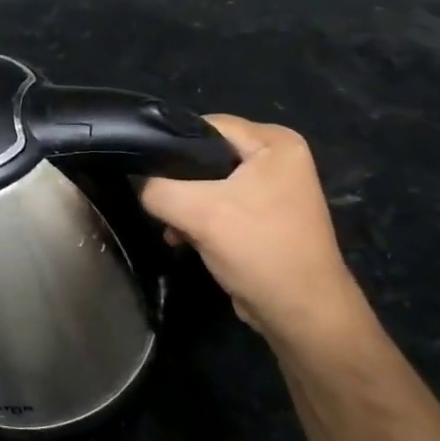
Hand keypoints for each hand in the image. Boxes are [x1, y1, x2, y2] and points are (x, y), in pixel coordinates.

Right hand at [140, 115, 370, 346]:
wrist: (301, 314)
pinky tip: (184, 239)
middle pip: (206, 155)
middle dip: (178, 182)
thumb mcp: (197, 212)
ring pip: (208, 183)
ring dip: (186, 206)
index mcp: (275, 143)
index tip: (146, 170)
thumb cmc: (258, 249)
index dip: (172, 145)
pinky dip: (199, 220)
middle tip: (159, 204)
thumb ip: (156, 189)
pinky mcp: (263, 217)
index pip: (207, 126)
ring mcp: (273, 189)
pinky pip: (219, 205)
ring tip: (172, 228)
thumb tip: (138, 182)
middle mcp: (278, 159)